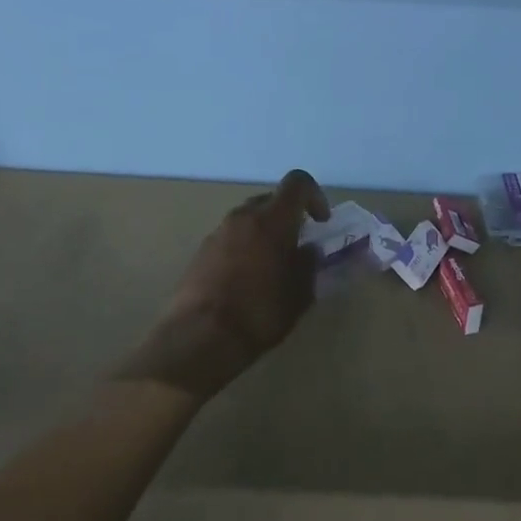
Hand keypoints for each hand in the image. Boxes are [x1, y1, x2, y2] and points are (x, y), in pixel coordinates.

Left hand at [116, 169, 329, 401]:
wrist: (200, 337)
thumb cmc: (260, 312)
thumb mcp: (300, 293)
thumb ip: (309, 264)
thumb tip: (308, 251)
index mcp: (272, 219)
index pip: (298, 183)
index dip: (314, 196)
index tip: (320, 222)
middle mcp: (243, 216)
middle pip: (271, 200)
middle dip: (288, 217)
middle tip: (297, 246)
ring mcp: (218, 232)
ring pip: (249, 219)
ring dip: (264, 233)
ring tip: (271, 266)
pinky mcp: (200, 252)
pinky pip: (231, 238)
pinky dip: (244, 248)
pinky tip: (246, 280)